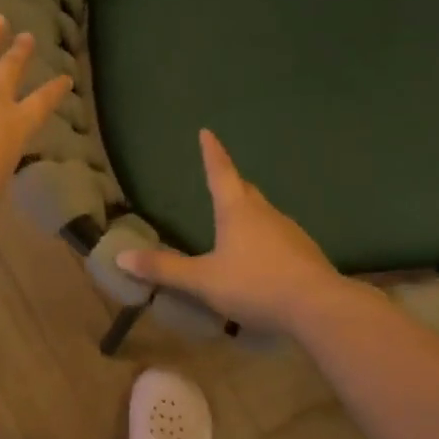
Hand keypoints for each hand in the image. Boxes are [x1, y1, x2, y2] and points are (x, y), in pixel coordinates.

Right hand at [117, 129, 344, 334]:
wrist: (318, 307)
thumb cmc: (255, 284)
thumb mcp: (203, 281)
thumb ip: (165, 269)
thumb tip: (121, 256)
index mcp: (238, 211)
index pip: (220, 173)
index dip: (211, 153)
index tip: (206, 132)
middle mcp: (265, 213)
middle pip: (245, 191)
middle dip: (231, 184)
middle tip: (220, 180)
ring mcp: (290, 232)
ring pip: (264, 214)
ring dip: (249, 214)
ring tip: (235, 224)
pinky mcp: (305, 253)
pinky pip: (278, 238)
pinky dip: (264, 240)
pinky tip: (260, 259)